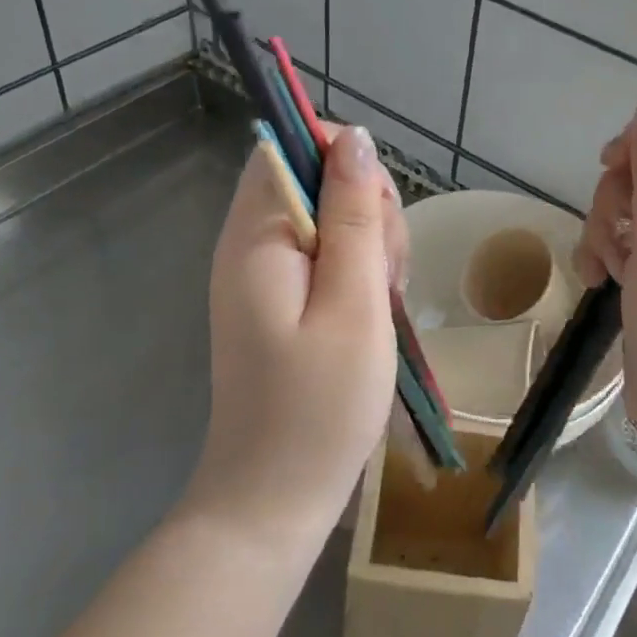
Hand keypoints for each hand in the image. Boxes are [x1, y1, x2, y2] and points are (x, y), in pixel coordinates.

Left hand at [191, 125, 407, 544]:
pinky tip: (374, 313)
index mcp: (256, 235)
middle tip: (385, 274)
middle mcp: (251, 243)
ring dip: (371, 245)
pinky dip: (360, 272)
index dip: (343, 159)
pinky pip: (327, 256)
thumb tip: (354, 136)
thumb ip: (354, 214)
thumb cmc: (319, 405)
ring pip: (331, 217)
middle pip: (317, 179)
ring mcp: (265, 273)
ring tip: (383, 303)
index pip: (290, 146)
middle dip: (366, 209)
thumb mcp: (354, 302)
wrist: (275, 500)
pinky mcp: (281, 299)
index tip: (378, 213)